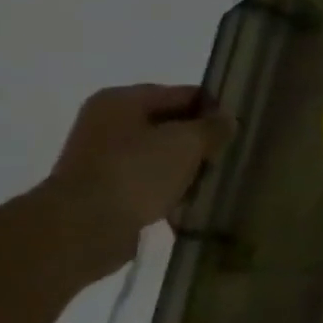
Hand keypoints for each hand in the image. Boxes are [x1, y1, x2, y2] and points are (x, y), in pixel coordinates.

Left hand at [42, 84, 235, 277]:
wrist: (84, 228)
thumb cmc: (137, 172)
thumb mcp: (187, 143)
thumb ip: (213, 127)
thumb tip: (227, 119)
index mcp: (122, 100)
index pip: (181, 94)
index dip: (213, 108)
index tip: (238, 128)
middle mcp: (107, 123)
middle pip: (169, 125)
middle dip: (199, 141)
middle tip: (227, 156)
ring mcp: (103, 158)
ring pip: (160, 155)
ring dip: (185, 168)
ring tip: (210, 182)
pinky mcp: (105, 190)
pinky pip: (148, 182)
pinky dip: (169, 189)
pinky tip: (188, 202)